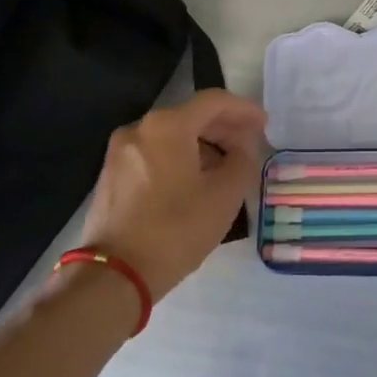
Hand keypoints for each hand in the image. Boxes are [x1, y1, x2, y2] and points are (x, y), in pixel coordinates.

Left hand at [74, 90, 265, 302]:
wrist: (114, 275)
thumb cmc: (176, 230)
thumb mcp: (225, 195)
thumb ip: (242, 160)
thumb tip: (242, 147)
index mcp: (168, 126)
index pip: (214, 102)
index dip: (244, 110)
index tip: (265, 124)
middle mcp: (140, 128)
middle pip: (191, 116)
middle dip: (224, 128)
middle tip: (250, 145)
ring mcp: (121, 151)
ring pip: (172, 136)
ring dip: (203, 145)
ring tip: (226, 167)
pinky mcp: (112, 174)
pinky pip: (154, 153)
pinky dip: (179, 158)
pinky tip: (196, 180)